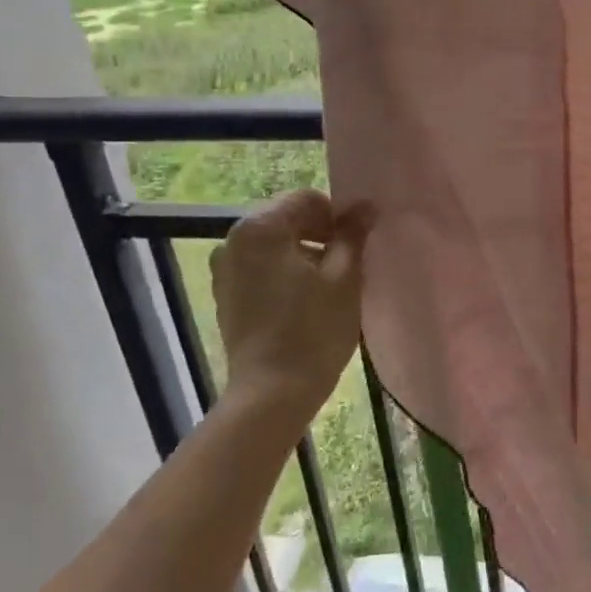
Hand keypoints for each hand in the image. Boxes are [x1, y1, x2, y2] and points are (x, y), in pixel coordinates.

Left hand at [209, 190, 370, 420]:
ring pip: (274, 245)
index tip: (356, 245)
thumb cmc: (313, 330)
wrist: (272, 392)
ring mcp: (225, 269)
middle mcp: (233, 239)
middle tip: (347, 265)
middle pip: (287, 219)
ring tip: (328, 286)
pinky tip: (304, 301)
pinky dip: (284, 273)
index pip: (307, 199)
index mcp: (260, 227)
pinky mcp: (226, 295)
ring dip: (303, 254)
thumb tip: (365, 207)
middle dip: (320, 234)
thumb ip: (353, 235)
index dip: (337, 216)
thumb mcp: (344, 277)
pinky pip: (261, 268)